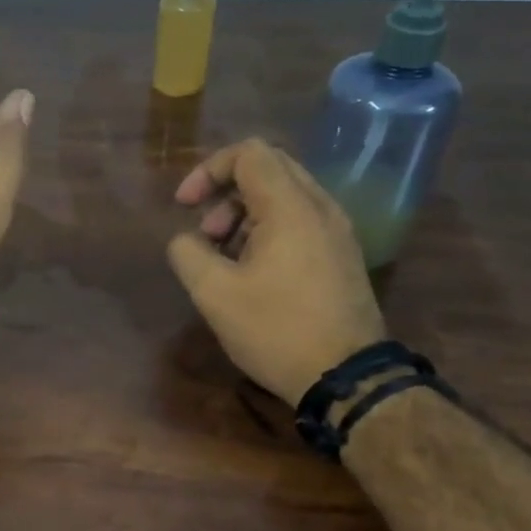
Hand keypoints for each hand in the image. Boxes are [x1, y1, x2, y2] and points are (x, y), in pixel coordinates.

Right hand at [167, 139, 385, 404]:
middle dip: (225, 193)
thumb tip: (185, 240)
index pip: (249, 153)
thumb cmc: (276, 331)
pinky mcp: (342, 254)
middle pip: (268, 168)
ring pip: (284, 196)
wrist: (346, 377)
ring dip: (244, 214)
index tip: (184, 206)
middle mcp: (320, 207)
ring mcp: (337, 231)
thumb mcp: (214, 294)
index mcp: (290, 207)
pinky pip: (300, 221)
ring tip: (223, 259)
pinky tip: (252, 272)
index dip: (207, 170)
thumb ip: (188, 254)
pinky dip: (268, 230)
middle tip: (205, 234)